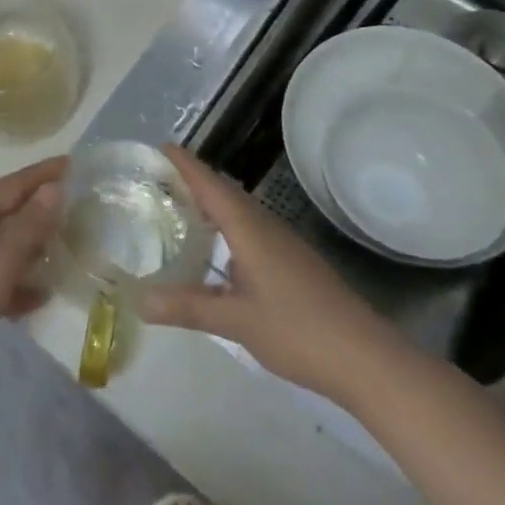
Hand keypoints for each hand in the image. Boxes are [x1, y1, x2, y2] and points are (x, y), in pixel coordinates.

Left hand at [0, 156, 65, 399]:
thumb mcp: (1, 261)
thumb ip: (29, 225)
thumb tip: (54, 189)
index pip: (12, 183)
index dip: (42, 173)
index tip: (72, 163)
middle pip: (6, 211)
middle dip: (39, 209)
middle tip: (74, 208)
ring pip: (0, 244)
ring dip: (30, 247)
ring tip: (62, 252)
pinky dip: (15, 280)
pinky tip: (38, 298)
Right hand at [140, 145, 382, 396]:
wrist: (365, 358)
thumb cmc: (298, 330)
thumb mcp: (236, 321)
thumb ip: (187, 308)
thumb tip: (139, 301)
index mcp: (249, 228)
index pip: (210, 184)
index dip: (185, 164)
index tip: (160, 147)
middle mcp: (265, 226)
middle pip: (224, 192)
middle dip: (193, 181)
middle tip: (158, 179)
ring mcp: (282, 244)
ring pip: (239, 212)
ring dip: (211, 205)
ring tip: (180, 210)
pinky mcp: (292, 264)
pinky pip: (250, 231)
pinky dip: (226, 229)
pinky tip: (217, 254)